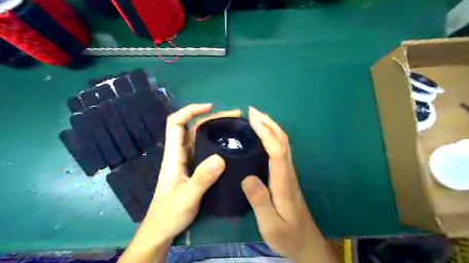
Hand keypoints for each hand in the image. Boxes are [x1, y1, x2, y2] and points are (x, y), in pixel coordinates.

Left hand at [145, 104, 241, 238]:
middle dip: (212, 117)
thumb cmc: (170, 213)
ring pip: (200, 138)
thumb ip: (202, 178)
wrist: (162, 230)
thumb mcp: (187, 197)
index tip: (211, 107)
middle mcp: (180, 153)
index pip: (176, 123)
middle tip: (235, 117)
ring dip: (216, 128)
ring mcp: (187, 161)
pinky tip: (229, 145)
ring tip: (236, 127)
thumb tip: (221, 158)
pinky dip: (216, 142)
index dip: (190, 110)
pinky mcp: (193, 169)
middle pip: (192, 127)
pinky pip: (205, 150)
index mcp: (174, 155)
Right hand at [242, 107, 336, 262]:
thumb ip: (260, 202)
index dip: (266, 133)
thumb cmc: (287, 235)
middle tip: (252, 111)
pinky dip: (272, 137)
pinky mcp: (286, 175)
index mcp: (283, 181)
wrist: (305, 242)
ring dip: (271, 127)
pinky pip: (280, 149)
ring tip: (256, 117)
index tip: (252, 119)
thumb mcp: (271, 225)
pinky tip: (263, 136)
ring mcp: (288, 173)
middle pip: (282, 141)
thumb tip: (247, 178)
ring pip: (283, 143)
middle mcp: (288, 172)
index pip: (277, 150)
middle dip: (268, 123)